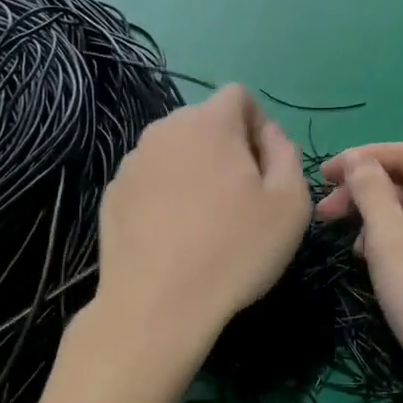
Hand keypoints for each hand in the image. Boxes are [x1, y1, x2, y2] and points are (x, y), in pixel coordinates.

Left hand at [92, 85, 311, 382]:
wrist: (157, 306)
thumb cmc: (235, 251)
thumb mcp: (290, 203)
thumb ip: (285, 153)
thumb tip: (268, 134)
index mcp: (209, 123)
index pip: (238, 95)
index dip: (257, 125)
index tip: (262, 169)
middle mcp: (165, 130)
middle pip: (204, 121)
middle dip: (226, 147)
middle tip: (239, 198)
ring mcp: (132, 161)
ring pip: (175, 150)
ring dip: (194, 170)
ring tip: (203, 221)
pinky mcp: (113, 193)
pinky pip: (150, 179)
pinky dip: (165, 194)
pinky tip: (172, 236)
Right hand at [317, 143, 402, 402]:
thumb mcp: (393, 245)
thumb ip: (372, 194)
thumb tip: (357, 159)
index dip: (362, 158)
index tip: (323, 175)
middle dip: (365, 192)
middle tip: (324, 214)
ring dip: (377, 219)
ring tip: (346, 242)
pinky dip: (394, 242)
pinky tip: (372, 262)